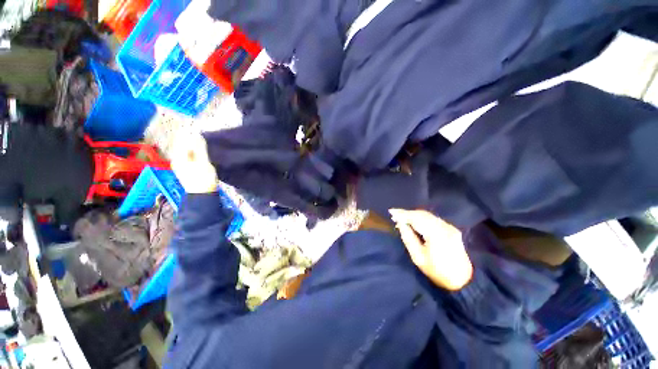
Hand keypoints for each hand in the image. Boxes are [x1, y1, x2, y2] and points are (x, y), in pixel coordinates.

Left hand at [171, 131, 217, 193]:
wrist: (202, 195)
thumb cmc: (204, 179)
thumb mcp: (204, 162)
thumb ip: (200, 148)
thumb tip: (197, 135)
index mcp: (178, 157)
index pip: (181, 140)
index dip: (188, 133)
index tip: (198, 130)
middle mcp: (176, 159)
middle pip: (181, 145)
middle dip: (190, 139)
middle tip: (201, 135)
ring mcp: (180, 165)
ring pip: (184, 150)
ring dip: (192, 145)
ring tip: (202, 142)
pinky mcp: (185, 169)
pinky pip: (187, 155)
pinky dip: (193, 151)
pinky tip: (200, 152)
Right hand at [389, 209, 472, 290]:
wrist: (462, 280)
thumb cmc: (437, 271)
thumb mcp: (418, 257)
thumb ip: (408, 238)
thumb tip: (400, 223)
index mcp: (436, 235)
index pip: (416, 218)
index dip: (403, 214)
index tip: (391, 212)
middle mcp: (444, 227)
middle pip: (422, 214)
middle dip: (407, 213)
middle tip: (394, 215)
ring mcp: (449, 227)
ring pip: (427, 215)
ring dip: (413, 214)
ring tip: (402, 217)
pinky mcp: (451, 228)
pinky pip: (432, 218)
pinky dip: (421, 217)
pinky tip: (414, 220)